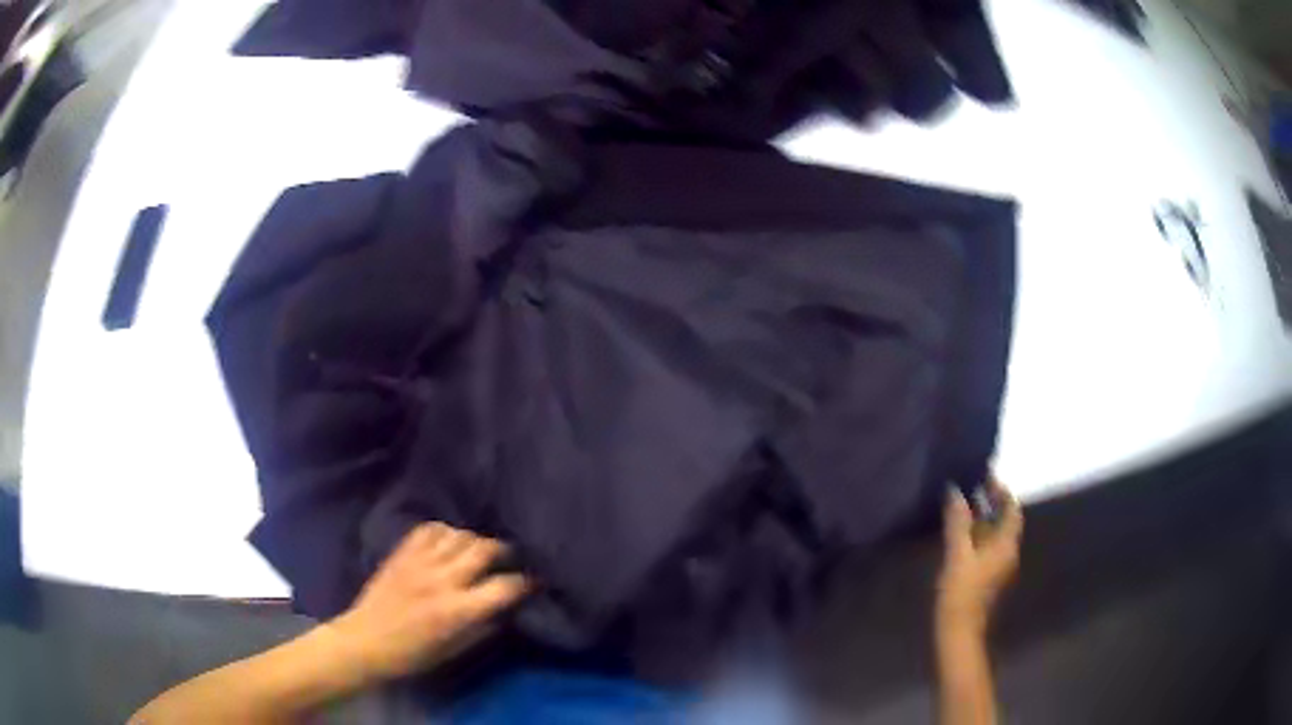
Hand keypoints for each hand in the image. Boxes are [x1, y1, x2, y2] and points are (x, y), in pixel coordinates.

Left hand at [327, 523, 529, 682]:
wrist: (366, 640)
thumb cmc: (414, 654)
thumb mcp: (455, 650)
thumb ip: (483, 627)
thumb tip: (505, 608)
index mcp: (458, 611)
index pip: (503, 587)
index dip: (524, 582)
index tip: (532, 582)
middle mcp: (442, 580)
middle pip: (484, 549)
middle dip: (504, 551)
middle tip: (510, 558)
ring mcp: (420, 562)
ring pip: (459, 534)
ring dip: (475, 540)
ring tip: (479, 550)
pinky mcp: (402, 553)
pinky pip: (430, 529)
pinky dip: (446, 531)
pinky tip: (449, 542)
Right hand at [937, 482, 1022, 635]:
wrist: (959, 629)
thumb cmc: (961, 590)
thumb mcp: (957, 553)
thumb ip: (958, 521)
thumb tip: (955, 491)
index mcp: (1006, 543)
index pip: (1012, 509)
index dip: (1002, 492)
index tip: (986, 477)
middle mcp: (1007, 551)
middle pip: (1004, 521)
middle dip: (991, 503)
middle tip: (972, 487)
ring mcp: (998, 565)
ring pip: (995, 534)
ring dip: (983, 518)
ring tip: (963, 505)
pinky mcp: (987, 576)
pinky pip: (987, 547)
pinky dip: (977, 534)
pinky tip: (960, 533)